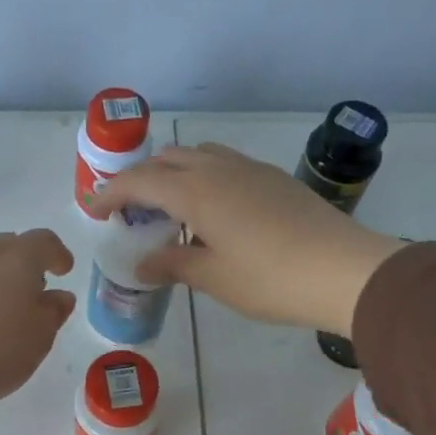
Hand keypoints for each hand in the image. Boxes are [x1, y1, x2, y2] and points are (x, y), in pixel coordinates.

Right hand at [94, 144, 402, 335]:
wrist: (343, 270)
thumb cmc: (269, 279)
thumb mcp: (213, 277)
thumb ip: (173, 265)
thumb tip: (143, 263)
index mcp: (196, 191)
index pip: (140, 181)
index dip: (111, 193)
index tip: (92, 208)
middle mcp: (219, 169)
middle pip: (167, 159)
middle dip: (140, 179)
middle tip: (129, 211)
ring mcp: (250, 170)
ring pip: (198, 156)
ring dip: (173, 174)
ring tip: (167, 208)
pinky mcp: (273, 179)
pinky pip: (223, 165)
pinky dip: (202, 178)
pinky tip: (209, 212)